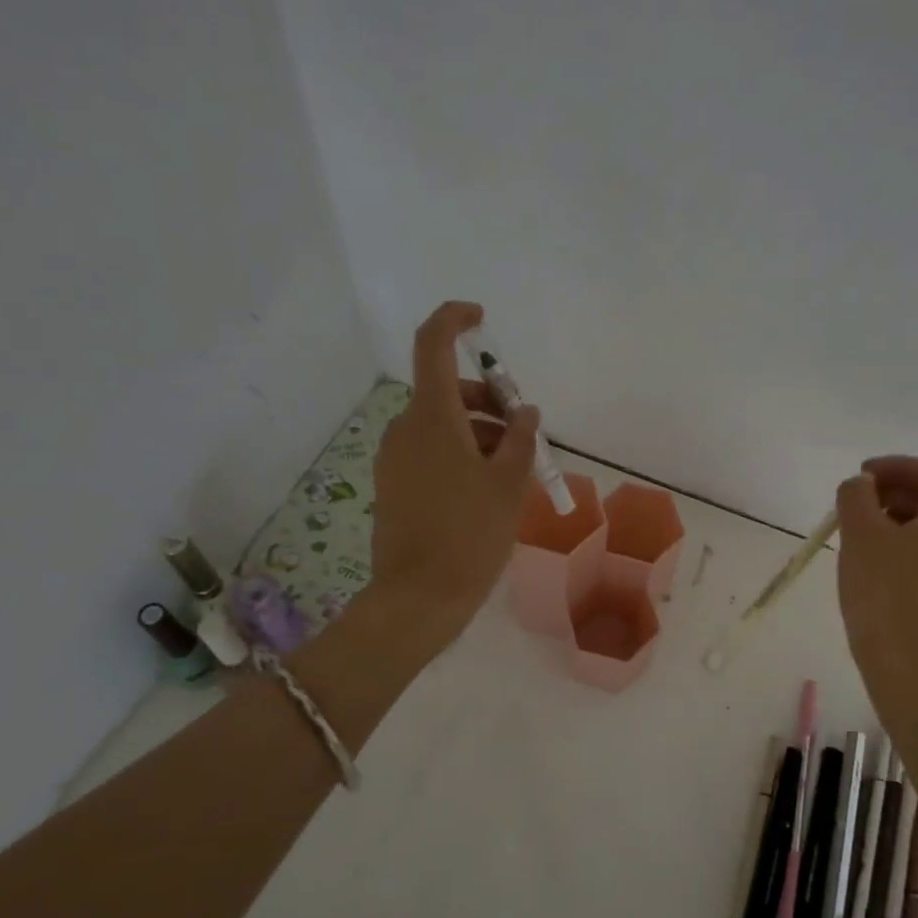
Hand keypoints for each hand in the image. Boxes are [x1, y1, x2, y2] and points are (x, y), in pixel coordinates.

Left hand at [370, 301, 540, 648]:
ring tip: (513, 471)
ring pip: (440, 425)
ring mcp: (394, 458)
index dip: (454, 320)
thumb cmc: (471, 534)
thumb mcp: (509, 484)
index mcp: (432, 417)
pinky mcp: (392, 484)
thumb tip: (525, 412)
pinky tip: (486, 490)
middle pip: (446, 391)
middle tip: (523, 433)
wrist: (419, 597)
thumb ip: (520, 439)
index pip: (433, 345)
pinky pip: (429, 452)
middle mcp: (405, 428)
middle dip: (487, 401)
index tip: (480, 320)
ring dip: (477, 433)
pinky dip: (459, 455)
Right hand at [836, 455, 917, 694]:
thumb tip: (860, 484)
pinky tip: (870, 559)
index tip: (859, 475)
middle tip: (854, 502)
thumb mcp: (861, 533)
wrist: (907, 663)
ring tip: (856, 530)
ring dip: (893, 518)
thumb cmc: (885, 591)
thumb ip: (856, 495)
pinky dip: (900, 543)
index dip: (894, 466)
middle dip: (891, 491)